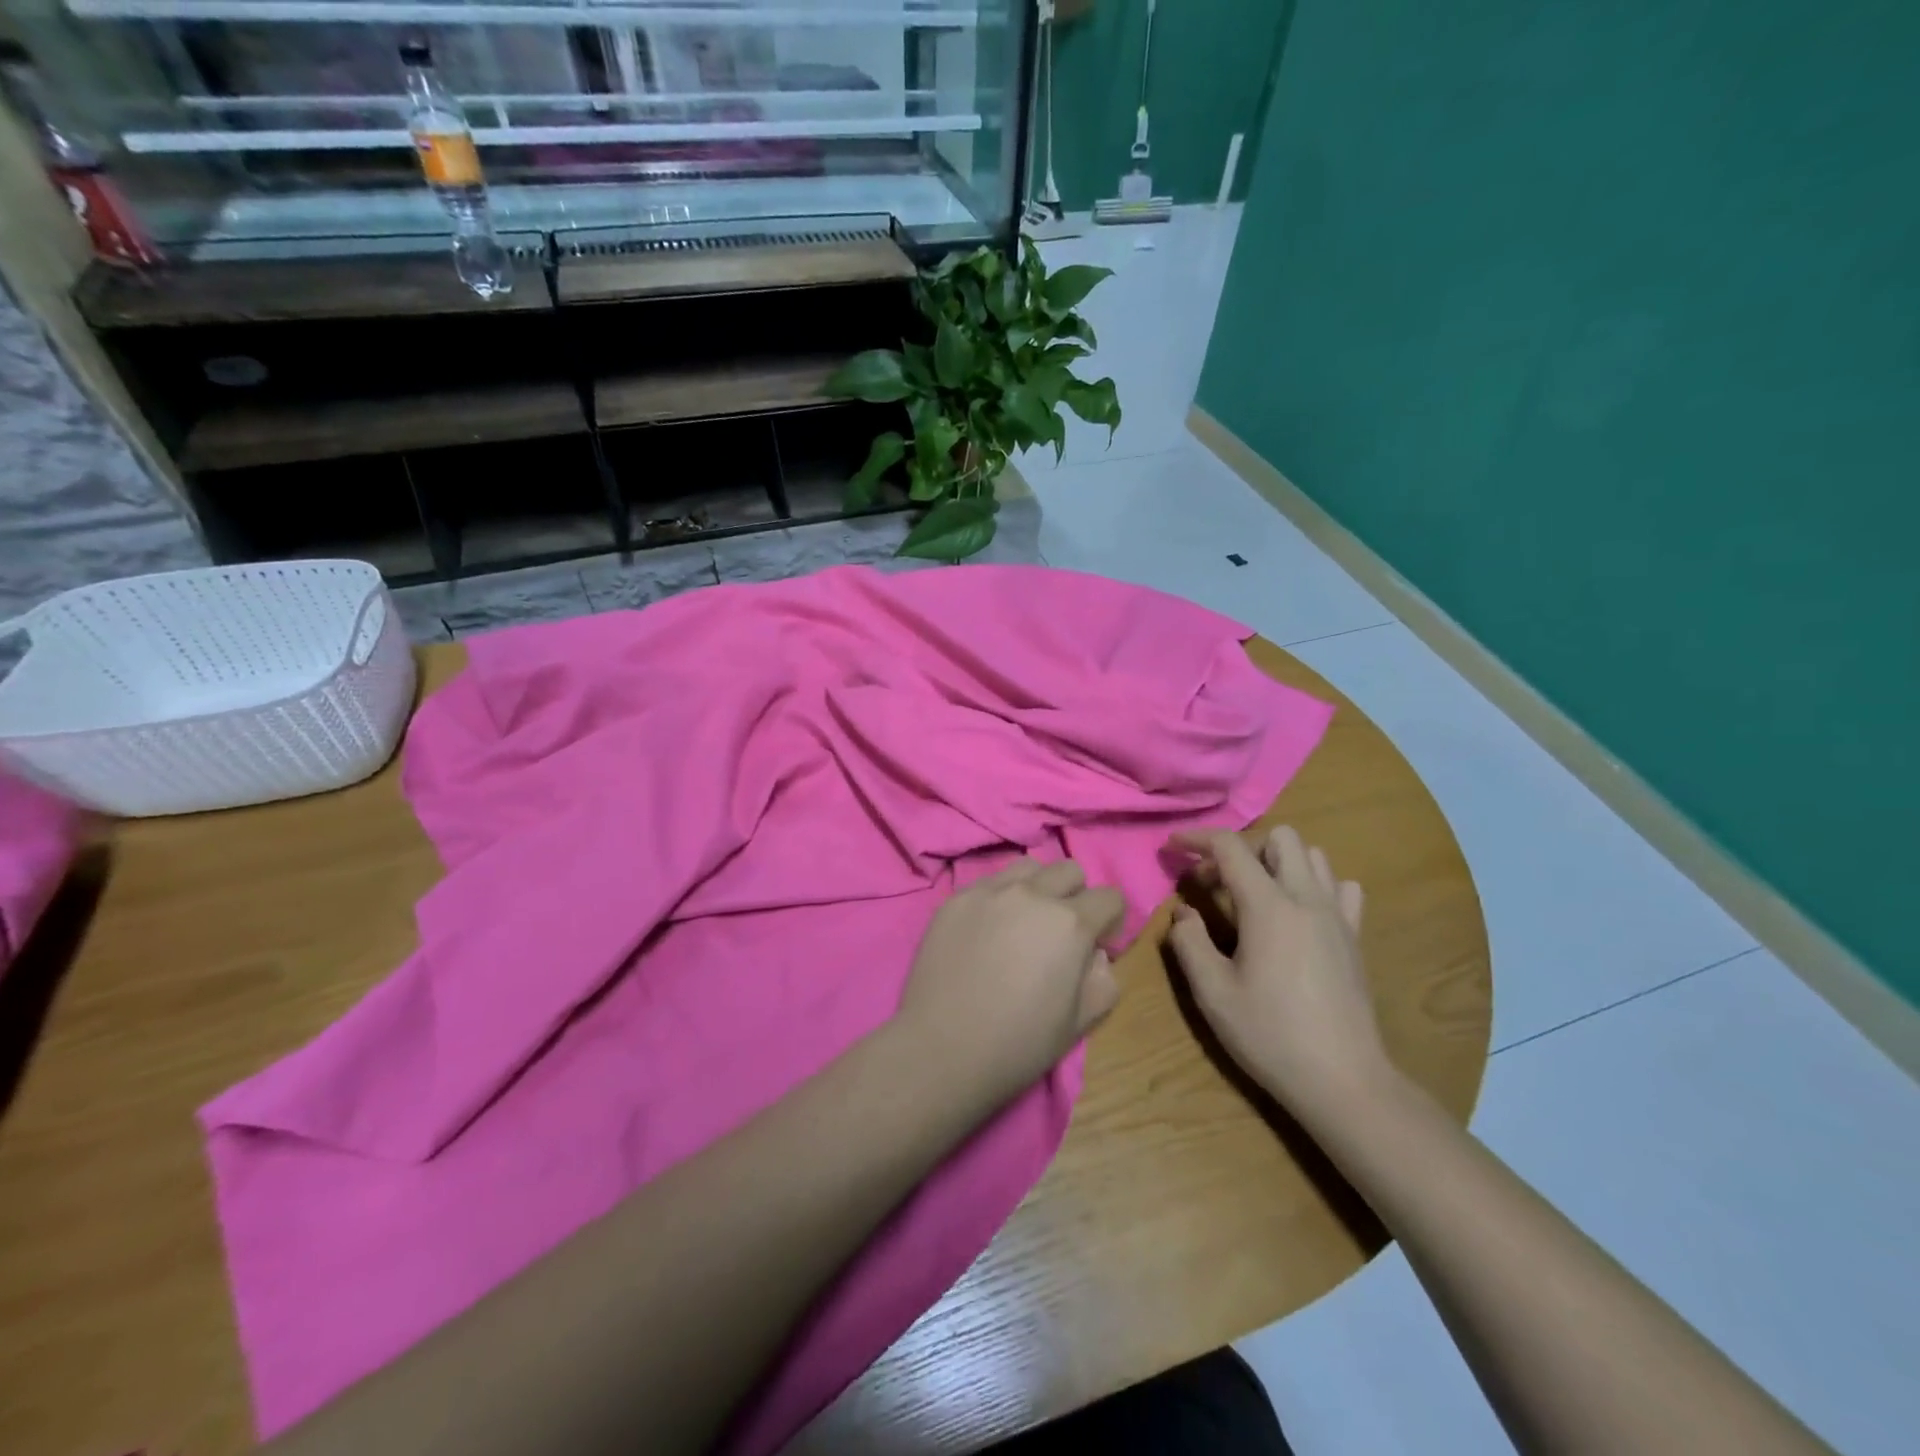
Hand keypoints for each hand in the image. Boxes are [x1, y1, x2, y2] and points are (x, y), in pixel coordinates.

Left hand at [895, 859, 1126, 1110]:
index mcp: (1070, 923)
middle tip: (1061, 933)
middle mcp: (1032, 894)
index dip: (1111, 922)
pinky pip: (988, 883)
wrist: (942, 1048)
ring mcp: (989, 892)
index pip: (1110, 897)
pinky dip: (999, 898)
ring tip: (1024, 921)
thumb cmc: (1019, 1043)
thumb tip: (1095, 955)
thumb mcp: (1081, 1023)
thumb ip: (1103, 979)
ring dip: (1037, 887)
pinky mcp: (956, 899)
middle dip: (1077, 896)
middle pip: (1070, 870)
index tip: (1098, 947)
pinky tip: (987, 931)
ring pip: (1028, 867)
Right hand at [1165, 826, 1393, 1121]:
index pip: (1231, 847)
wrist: (1344, 1080)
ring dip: (1279, 862)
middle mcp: (1307, 899)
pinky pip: (1341, 888)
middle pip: (1280, 837)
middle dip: (1242, 847)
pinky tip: (1298, 913)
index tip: (1172, 847)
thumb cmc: (1270, 1035)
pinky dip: (1316, 885)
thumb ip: (1189, 942)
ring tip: (1255, 894)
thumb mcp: (1212, 993)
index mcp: (1269, 907)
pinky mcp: (1355, 937)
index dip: (1197, 839)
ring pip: (1314, 856)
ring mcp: (1337, 916)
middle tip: (1217, 881)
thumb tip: (1184, 911)